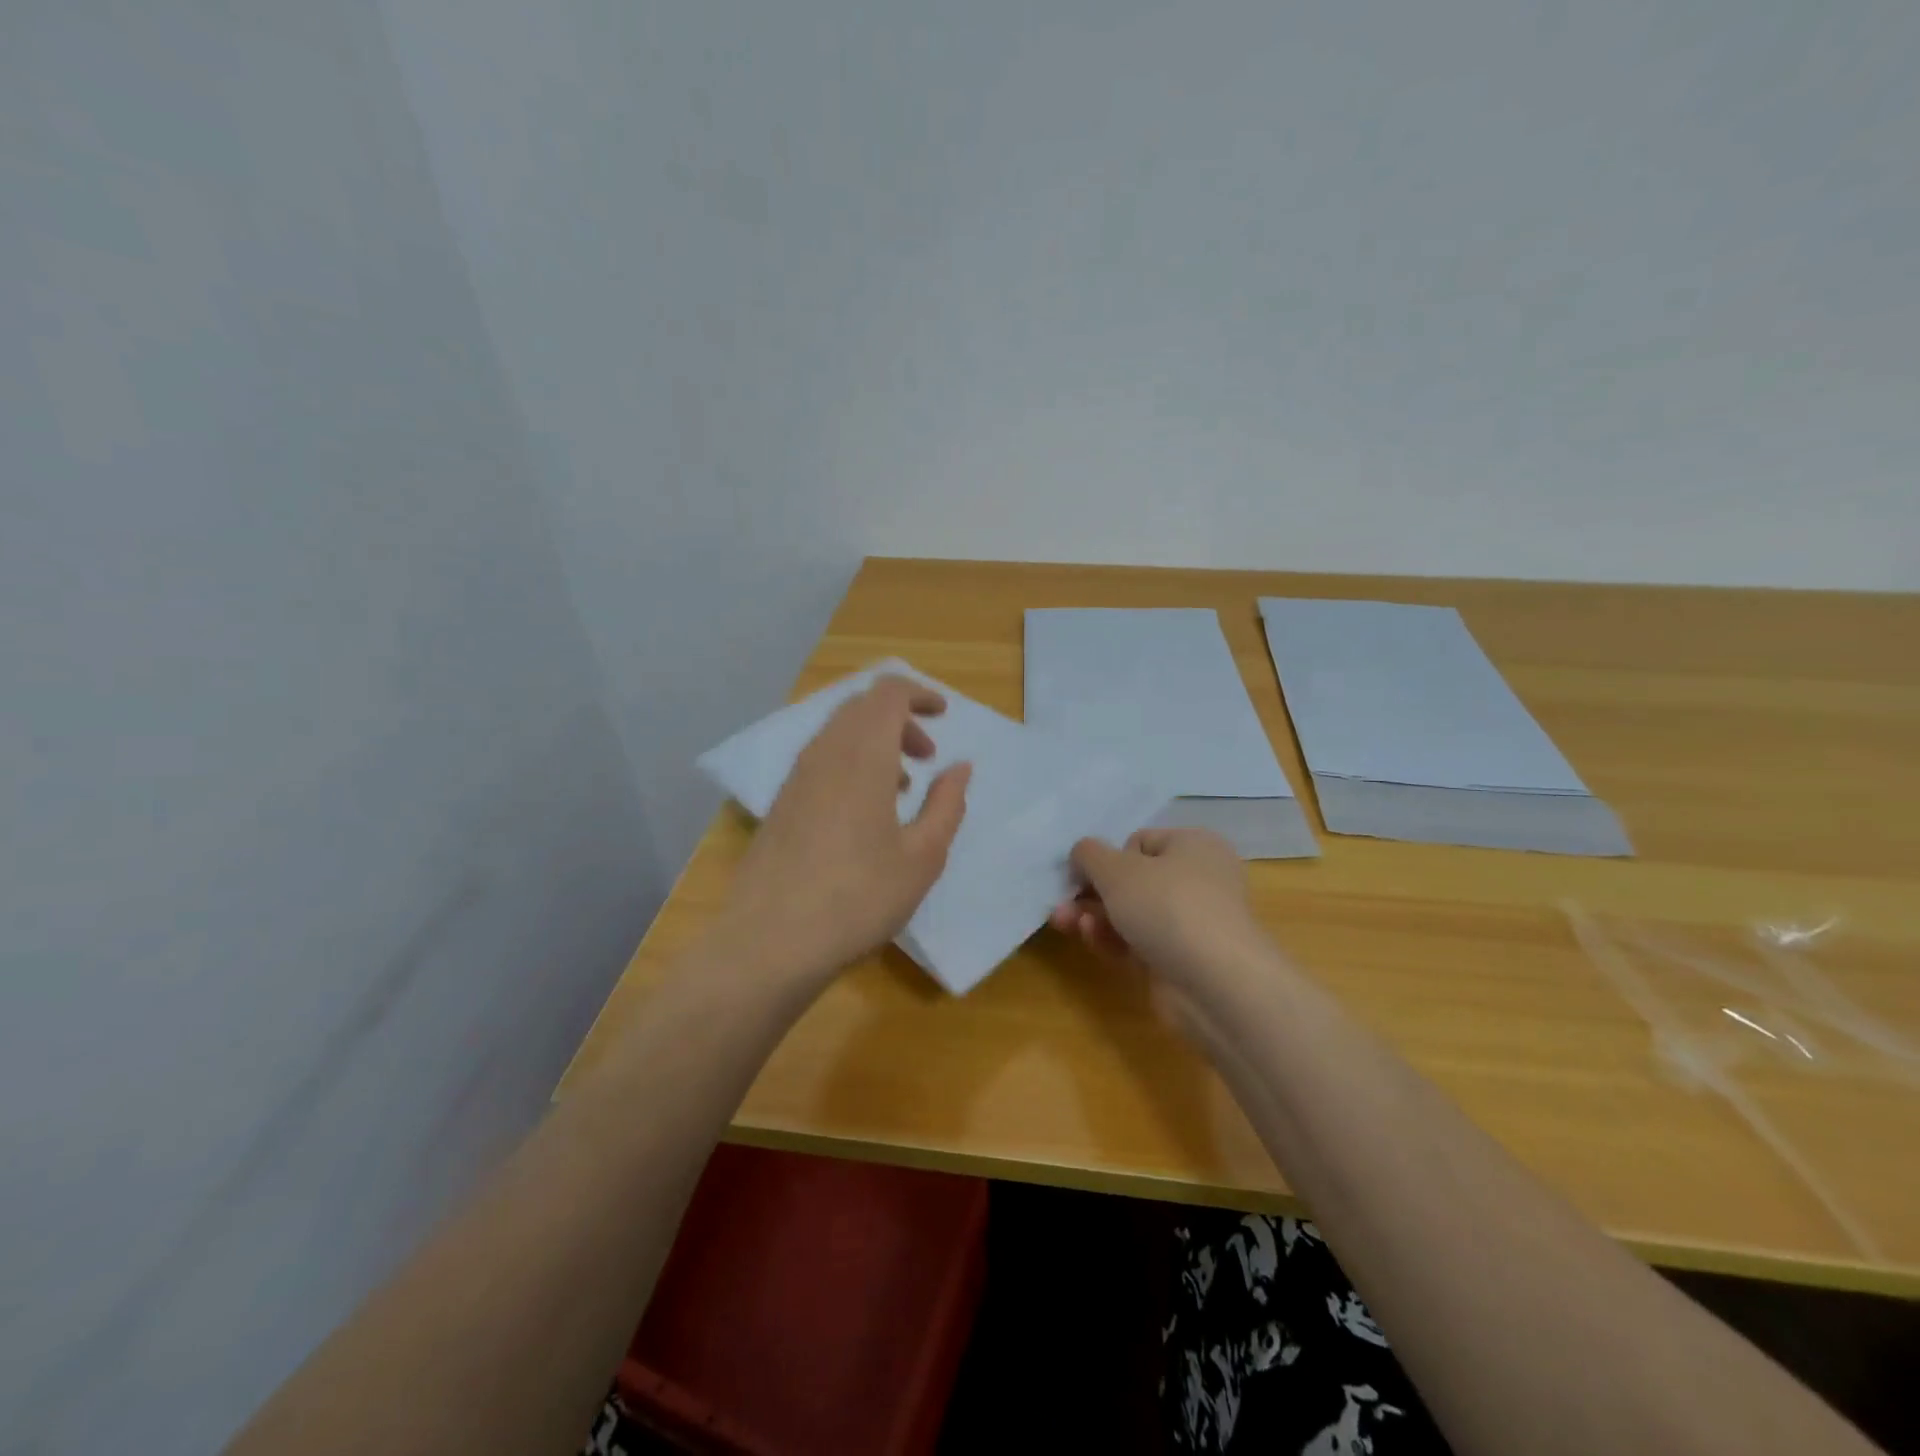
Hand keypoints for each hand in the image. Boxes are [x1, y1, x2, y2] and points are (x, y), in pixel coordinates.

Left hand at [723, 674, 970, 983]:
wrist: (770, 941)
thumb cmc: (859, 897)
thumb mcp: (923, 857)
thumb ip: (947, 804)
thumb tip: (959, 767)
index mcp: (863, 755)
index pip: (888, 693)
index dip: (919, 694)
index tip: (943, 715)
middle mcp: (825, 753)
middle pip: (861, 706)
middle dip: (899, 718)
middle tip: (926, 756)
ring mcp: (796, 777)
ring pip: (838, 732)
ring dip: (874, 742)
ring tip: (900, 788)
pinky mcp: (781, 802)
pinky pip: (821, 758)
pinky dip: (850, 762)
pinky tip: (862, 811)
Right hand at [1049, 827, 1267, 994]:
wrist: (1215, 984)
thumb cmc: (1167, 906)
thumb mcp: (1117, 869)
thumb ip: (1089, 854)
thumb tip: (1082, 853)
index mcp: (1194, 846)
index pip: (1140, 842)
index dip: (1110, 857)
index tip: (1087, 873)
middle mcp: (1198, 880)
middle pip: (1133, 880)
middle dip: (1093, 891)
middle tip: (1063, 902)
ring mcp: (1190, 924)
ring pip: (1131, 913)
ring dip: (1095, 916)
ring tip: (1064, 922)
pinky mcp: (1180, 960)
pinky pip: (1138, 942)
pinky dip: (1112, 939)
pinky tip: (1090, 938)